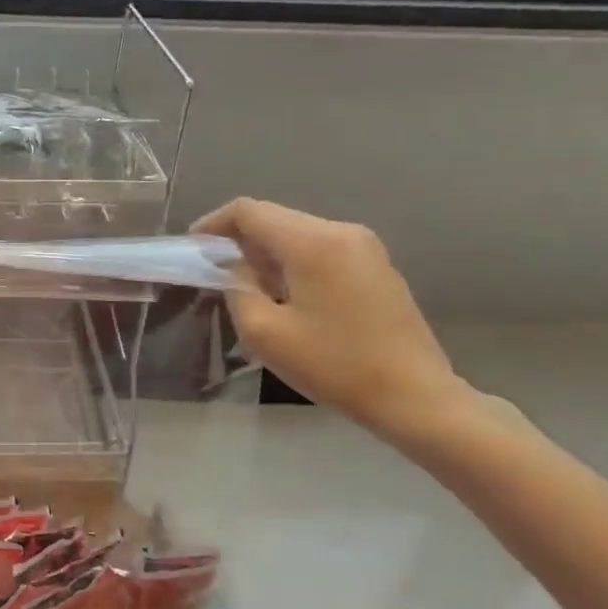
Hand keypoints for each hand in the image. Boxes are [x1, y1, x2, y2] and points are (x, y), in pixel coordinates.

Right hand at [192, 198, 468, 435]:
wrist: (415, 397)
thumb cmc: (334, 366)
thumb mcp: (264, 333)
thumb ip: (237, 288)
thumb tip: (234, 265)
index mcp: (312, 242)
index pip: (249, 211)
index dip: (214, 224)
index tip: (192, 249)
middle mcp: (341, 231)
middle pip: (275, 218)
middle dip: (239, 240)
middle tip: (215, 273)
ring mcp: (365, 247)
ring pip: (298, 233)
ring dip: (266, 252)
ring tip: (248, 288)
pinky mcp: (377, 266)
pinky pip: (321, 249)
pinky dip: (293, 262)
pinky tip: (287, 296)